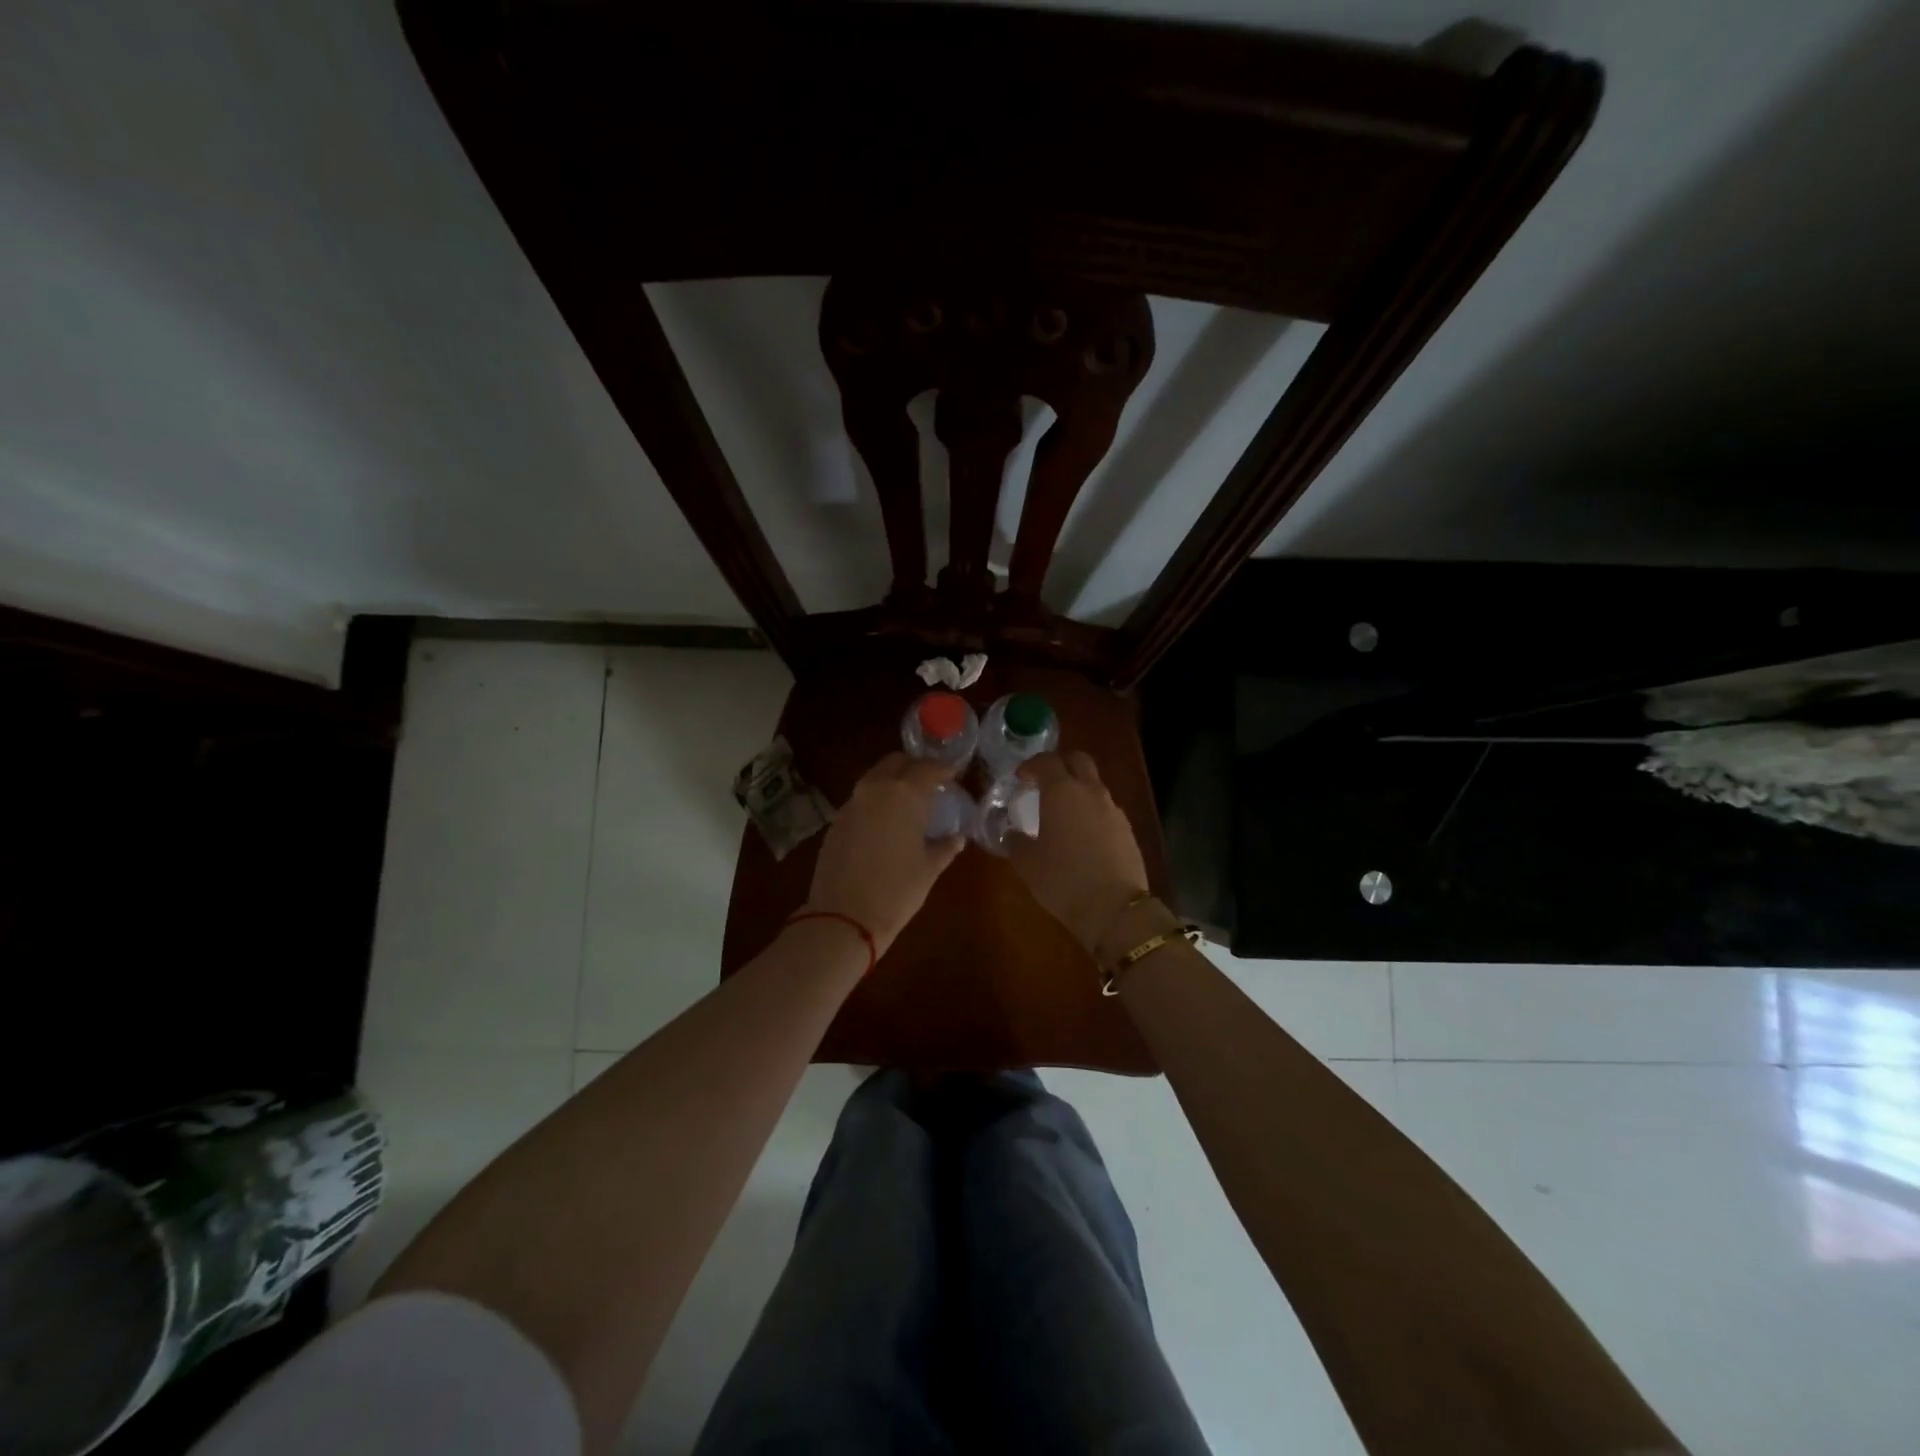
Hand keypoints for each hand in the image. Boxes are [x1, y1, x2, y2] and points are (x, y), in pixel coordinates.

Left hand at [803, 753, 964, 955]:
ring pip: (874, 778)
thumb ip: (945, 847)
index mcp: (904, 795)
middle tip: (929, 782)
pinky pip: (860, 800)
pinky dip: (875, 802)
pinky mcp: (835, 821)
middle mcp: (875, 789)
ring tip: (907, 802)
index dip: (943, 769)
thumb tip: (957, 837)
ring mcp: (851, 804)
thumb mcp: (929, 869)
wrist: (844, 917)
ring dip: (892, 782)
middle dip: (914, 767)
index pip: (927, 768)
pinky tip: (884, 823)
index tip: (954, 775)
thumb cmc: (897, 891)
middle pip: (895, 762)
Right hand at [1008, 751, 1151, 954]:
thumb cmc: (1063, 880)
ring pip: (1095, 786)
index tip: (1021, 777)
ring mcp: (1114, 810)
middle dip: (1061, 764)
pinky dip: (1092, 813)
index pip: (1047, 761)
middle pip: (1079, 760)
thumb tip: (1013, 835)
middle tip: (1045, 782)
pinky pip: (1106, 810)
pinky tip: (1082, 837)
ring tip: (1063, 814)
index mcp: (1062, 792)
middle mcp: (1091, 792)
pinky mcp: (1127, 830)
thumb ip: (1016, 842)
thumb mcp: (1027, 863)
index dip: (1032, 765)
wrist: (1115, 909)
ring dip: (1078, 790)